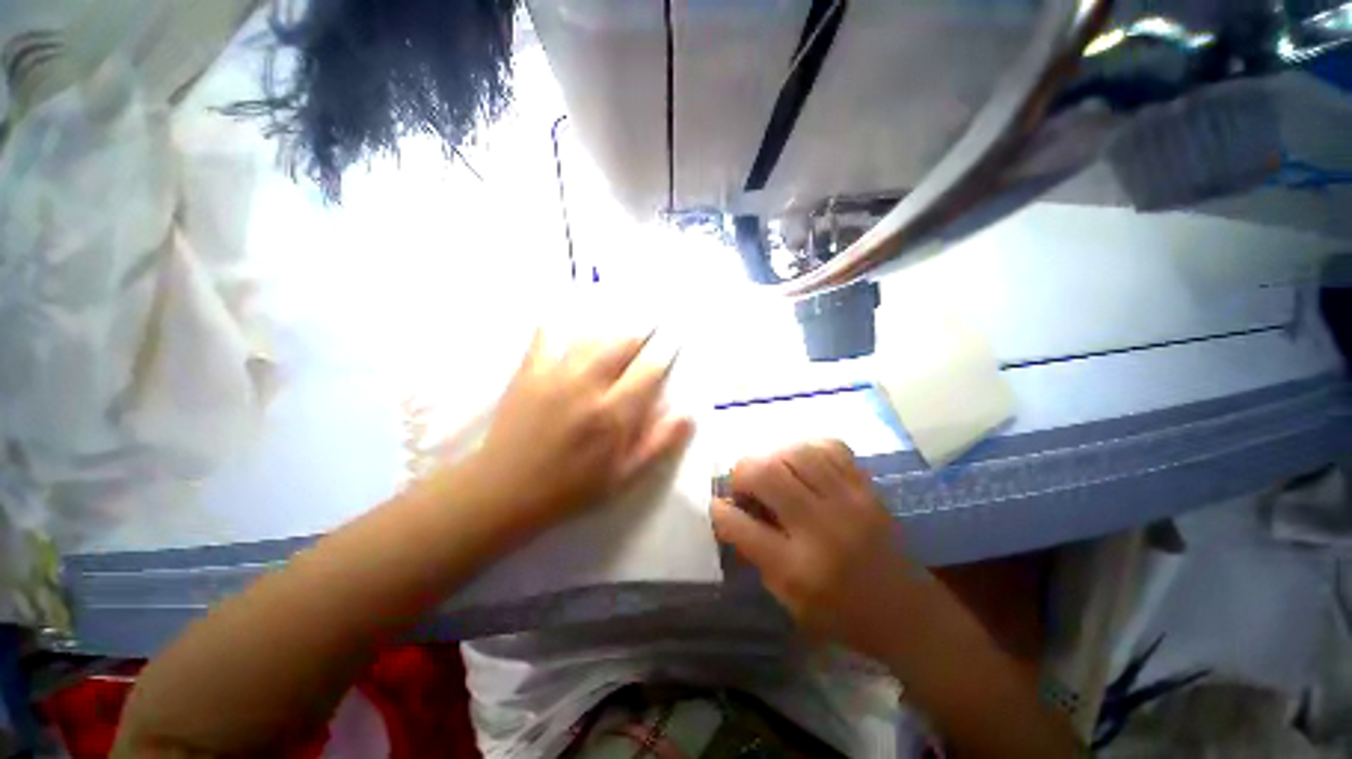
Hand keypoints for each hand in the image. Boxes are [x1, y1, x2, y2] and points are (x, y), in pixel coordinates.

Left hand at [465, 330, 693, 532]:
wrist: (505, 491)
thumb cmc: (572, 488)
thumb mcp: (623, 476)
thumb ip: (658, 443)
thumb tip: (688, 415)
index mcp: (614, 413)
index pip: (649, 370)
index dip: (664, 354)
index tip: (673, 342)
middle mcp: (588, 386)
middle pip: (622, 344)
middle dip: (641, 336)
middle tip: (649, 331)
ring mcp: (555, 375)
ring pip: (591, 338)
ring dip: (610, 334)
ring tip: (618, 334)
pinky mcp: (528, 372)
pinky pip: (546, 337)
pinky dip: (559, 327)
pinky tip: (566, 322)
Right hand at [712, 440, 918, 660]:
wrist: (905, 611)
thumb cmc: (839, 613)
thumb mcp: (787, 599)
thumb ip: (755, 552)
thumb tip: (732, 510)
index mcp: (797, 568)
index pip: (741, 526)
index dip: (720, 511)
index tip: (718, 505)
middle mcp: (822, 528)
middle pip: (768, 475)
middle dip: (743, 472)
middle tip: (744, 484)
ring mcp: (849, 502)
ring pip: (797, 453)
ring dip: (773, 457)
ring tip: (772, 472)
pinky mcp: (867, 488)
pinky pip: (830, 447)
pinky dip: (808, 449)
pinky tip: (802, 463)